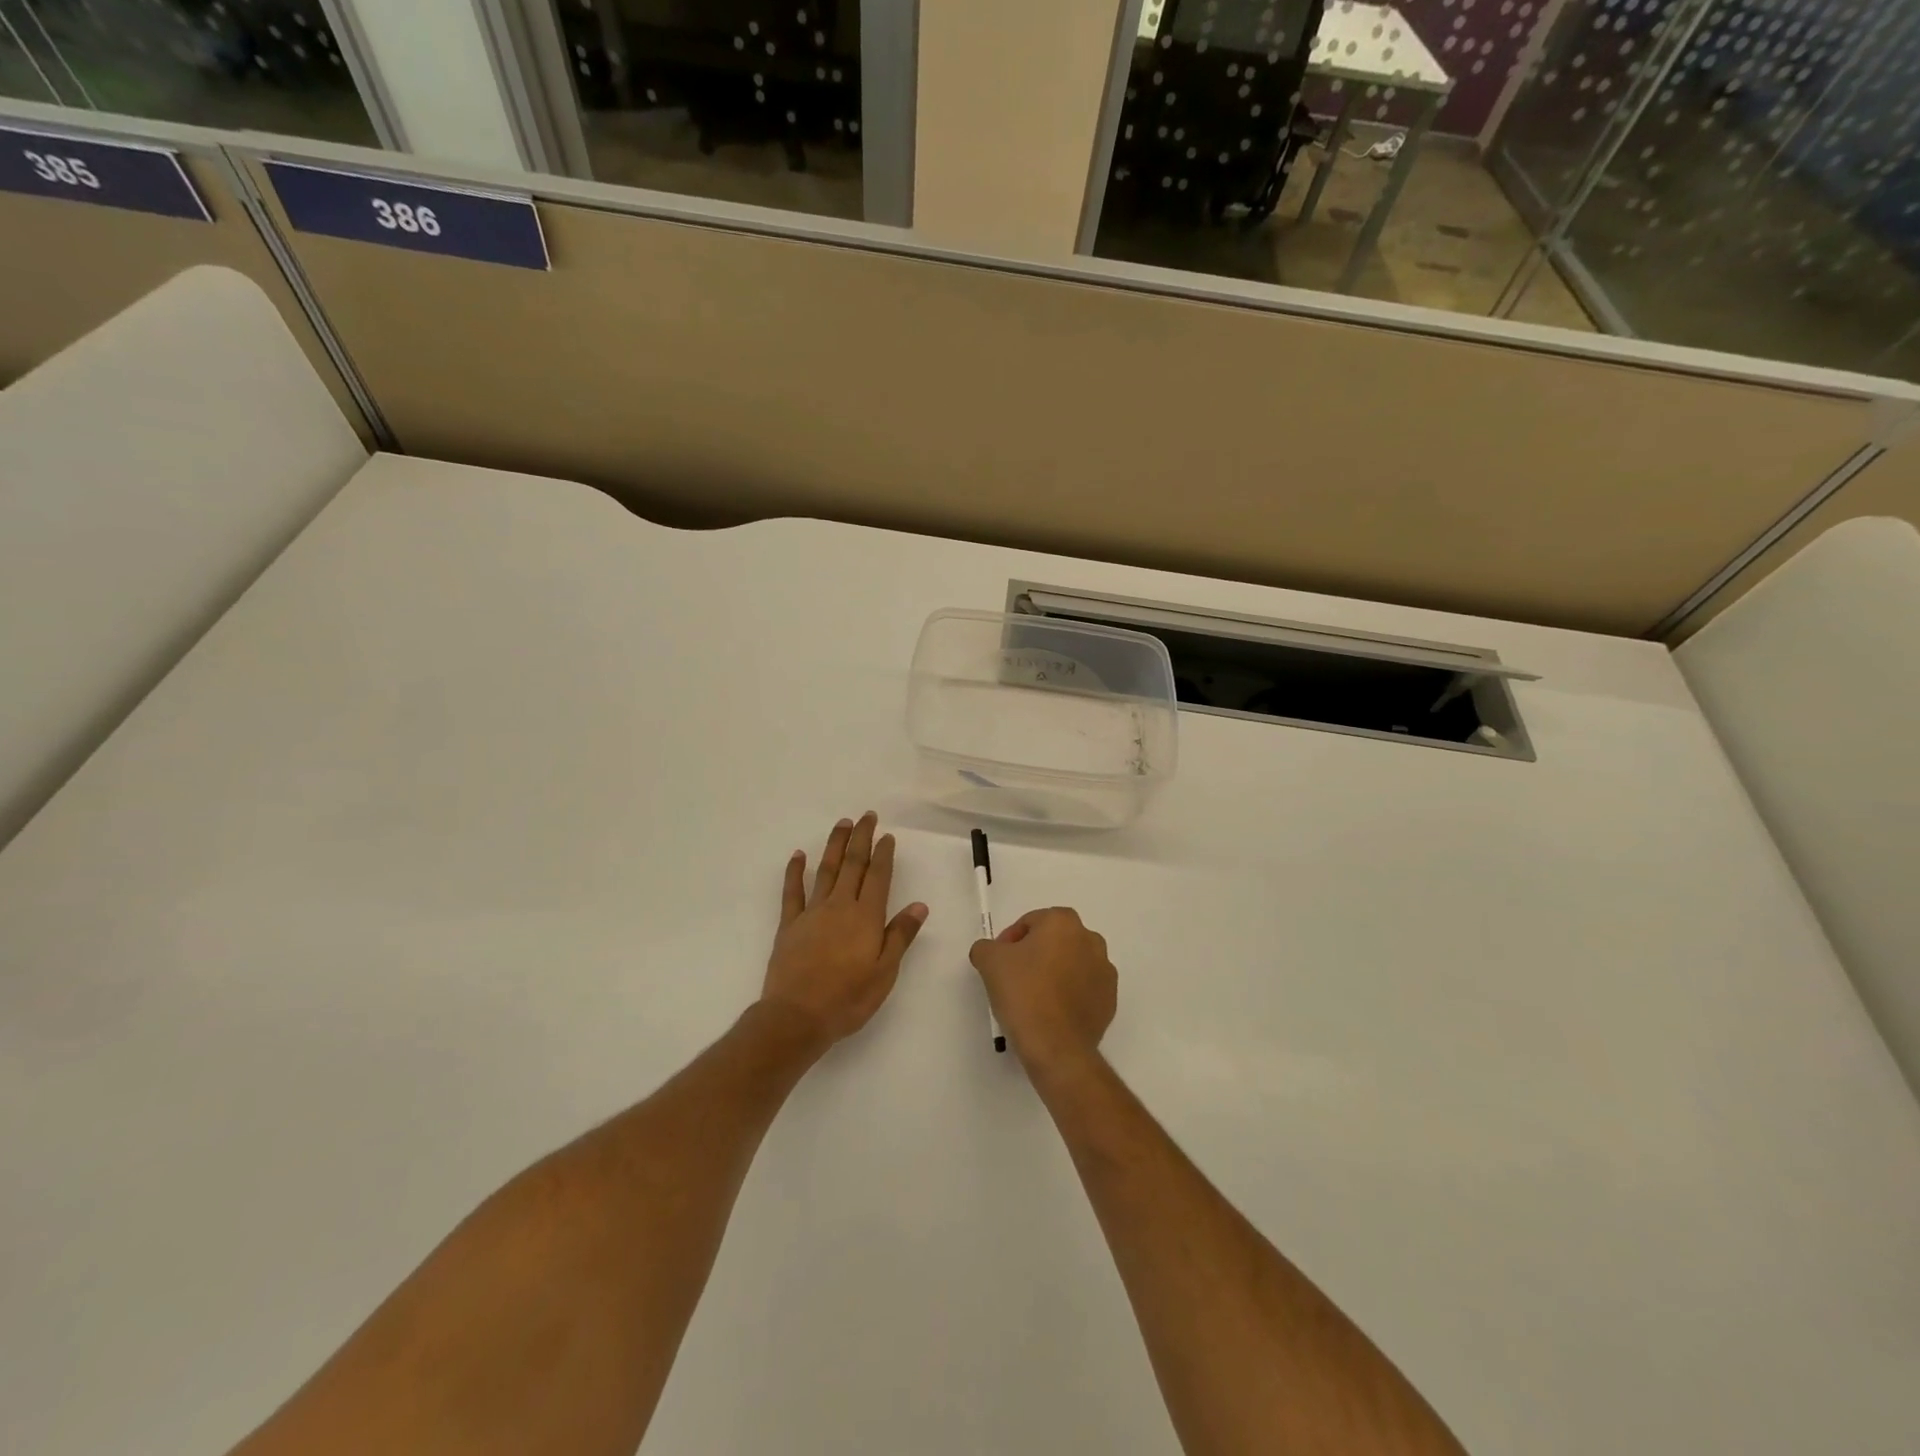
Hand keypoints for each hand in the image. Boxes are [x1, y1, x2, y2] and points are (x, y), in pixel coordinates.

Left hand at [761, 813, 928, 1046]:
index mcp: (866, 917)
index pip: (878, 877)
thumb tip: (919, 905)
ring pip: (826, 870)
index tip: (888, 836)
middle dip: (861, 838)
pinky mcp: (789, 925)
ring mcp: (812, 913)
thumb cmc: (848, 998)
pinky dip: (795, 871)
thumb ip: (900, 935)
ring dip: (834, 845)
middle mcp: (840, 906)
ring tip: (842, 823)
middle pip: (853, 864)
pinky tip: (798, 855)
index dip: (884, 854)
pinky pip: (792, 892)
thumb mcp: (885, 972)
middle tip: (867, 816)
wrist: (796, 1017)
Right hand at [970, 908, 1116, 1078]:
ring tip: (1033, 997)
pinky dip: (1069, 994)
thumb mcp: (989, 962)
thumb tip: (991, 951)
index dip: (1010, 941)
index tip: (999, 963)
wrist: (1056, 1046)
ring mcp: (1105, 971)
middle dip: (1034, 954)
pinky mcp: (1110, 1000)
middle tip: (1014, 978)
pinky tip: (1051, 1013)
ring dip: (1054, 973)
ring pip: (1071, 964)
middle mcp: (1091, 940)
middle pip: (1054, 941)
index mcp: (1064, 922)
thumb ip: (986, 946)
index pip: (1030, 922)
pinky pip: (1084, 989)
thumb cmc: (1024, 993)